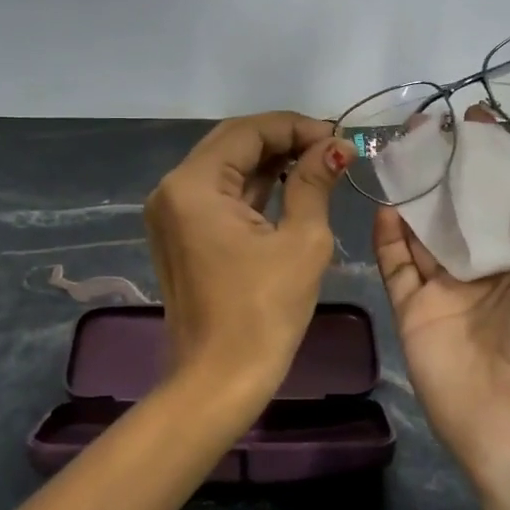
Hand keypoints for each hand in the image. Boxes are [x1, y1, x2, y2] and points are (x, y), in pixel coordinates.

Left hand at [145, 112, 351, 407]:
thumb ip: (313, 183)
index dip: (296, 127)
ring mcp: (172, 212)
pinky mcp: (181, 233)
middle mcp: (173, 189)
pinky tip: (290, 183)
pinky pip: (219, 193)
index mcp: (193, 185)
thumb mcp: (301, 241)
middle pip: (232, 143)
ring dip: (270, 160)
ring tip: (319, 161)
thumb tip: (335, 147)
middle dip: (283, 139)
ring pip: (226, 166)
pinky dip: (253, 185)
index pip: (248, 131)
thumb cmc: (264, 312)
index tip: (338, 138)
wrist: (219, 382)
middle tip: (330, 147)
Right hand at [373, 140, 509, 509]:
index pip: (507, 202)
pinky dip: (389, 237)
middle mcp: (485, 272)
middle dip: (447, 173)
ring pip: (424, 234)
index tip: (475, 125)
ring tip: (401, 157)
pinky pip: (397, 266)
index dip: (494, 165)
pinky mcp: (414, 311)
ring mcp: (446, 292)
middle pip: (461, 213)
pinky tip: (386, 204)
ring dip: (414, 197)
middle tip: (428, 132)